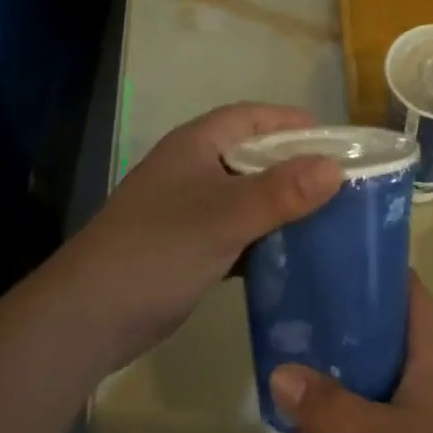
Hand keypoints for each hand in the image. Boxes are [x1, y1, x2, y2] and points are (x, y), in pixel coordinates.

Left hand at [51, 103, 342, 373]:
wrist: (91, 315)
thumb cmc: (158, 249)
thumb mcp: (224, 216)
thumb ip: (280, 192)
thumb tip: (335, 167)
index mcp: (196, 145)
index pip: (251, 117)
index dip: (291, 123)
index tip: (337, 140)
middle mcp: (192, 169)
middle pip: (252, 156)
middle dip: (294, 166)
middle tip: (342, 182)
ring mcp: (188, 210)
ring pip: (245, 196)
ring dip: (281, 204)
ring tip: (329, 217)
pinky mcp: (188, 247)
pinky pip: (236, 231)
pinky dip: (264, 237)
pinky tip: (294, 254)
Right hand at [269, 275, 432, 432]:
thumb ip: (328, 407)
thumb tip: (279, 370)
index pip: (404, 285)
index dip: (369, 266)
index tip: (324, 258)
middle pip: (386, 324)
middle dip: (343, 316)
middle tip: (294, 310)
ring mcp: (432, 406)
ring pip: (380, 367)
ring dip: (344, 362)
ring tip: (296, 356)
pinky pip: (381, 404)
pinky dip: (353, 400)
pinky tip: (319, 413)